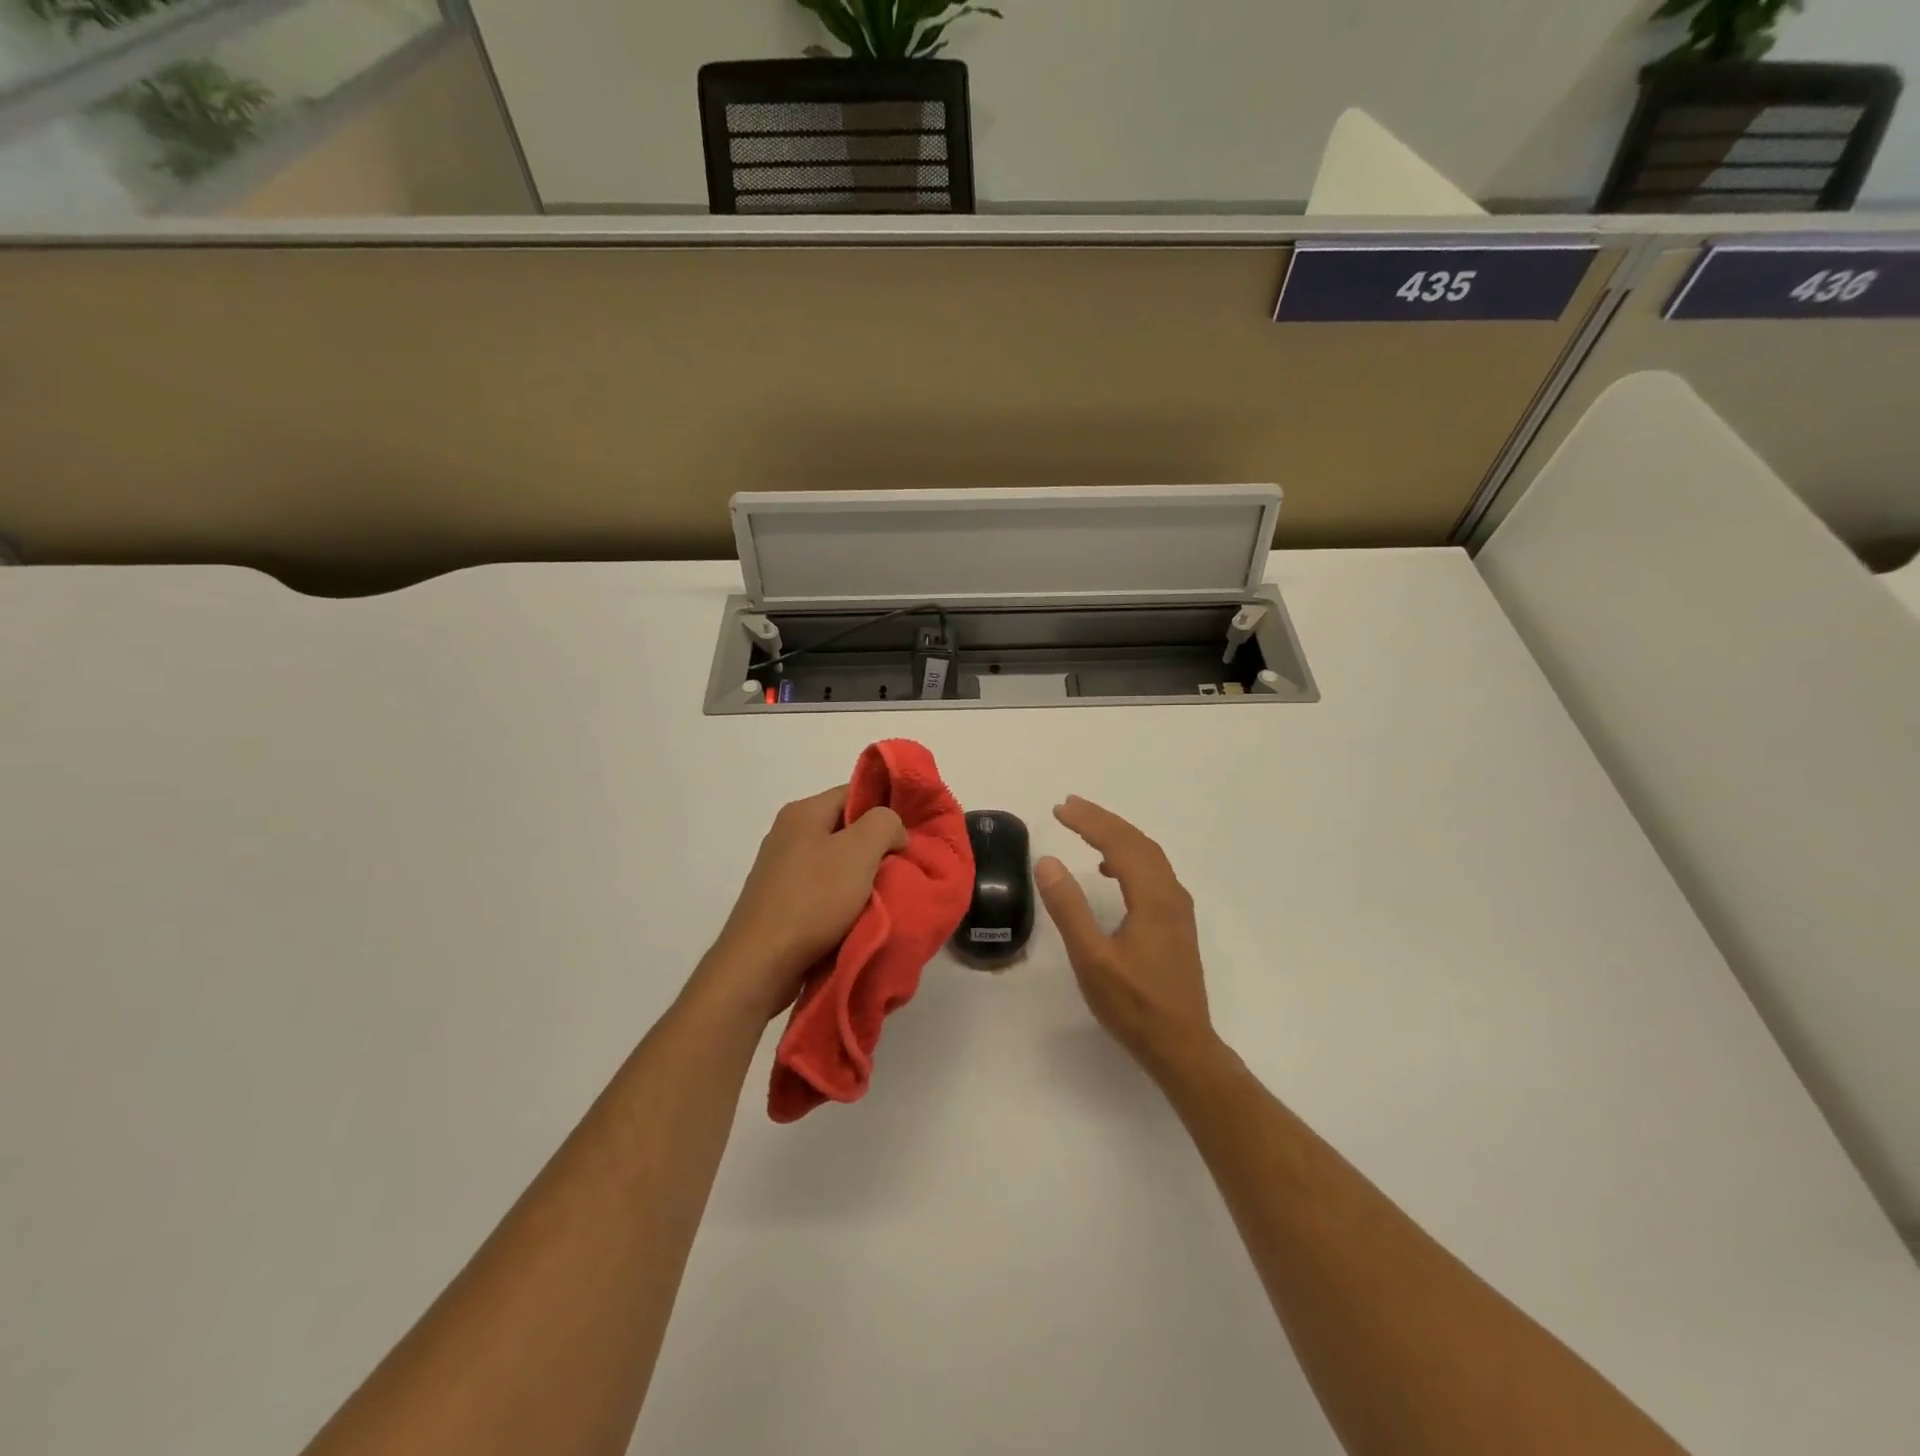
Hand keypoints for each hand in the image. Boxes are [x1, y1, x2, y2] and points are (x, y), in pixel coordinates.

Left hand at [701, 785, 908, 1020]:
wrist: (760, 963)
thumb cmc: (813, 899)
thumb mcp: (860, 851)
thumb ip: (885, 824)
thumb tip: (892, 831)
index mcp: (803, 811)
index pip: (855, 792)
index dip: (885, 810)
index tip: (906, 839)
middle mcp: (787, 833)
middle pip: (845, 828)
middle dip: (875, 847)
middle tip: (899, 868)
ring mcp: (780, 868)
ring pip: (835, 861)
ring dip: (860, 878)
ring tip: (882, 896)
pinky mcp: (779, 901)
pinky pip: (821, 889)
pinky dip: (841, 900)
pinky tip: (855, 917)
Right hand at [1036, 796, 1214, 1073]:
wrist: (1181, 1046)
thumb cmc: (1133, 1005)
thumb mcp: (1091, 958)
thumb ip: (1069, 907)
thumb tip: (1048, 861)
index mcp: (1152, 898)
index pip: (1120, 844)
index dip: (1090, 821)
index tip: (1060, 808)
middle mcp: (1171, 895)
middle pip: (1138, 842)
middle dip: (1103, 820)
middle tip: (1069, 807)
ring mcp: (1178, 909)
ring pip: (1149, 856)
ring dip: (1118, 836)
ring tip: (1086, 829)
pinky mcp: (1177, 924)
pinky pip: (1154, 873)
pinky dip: (1130, 858)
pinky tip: (1111, 871)